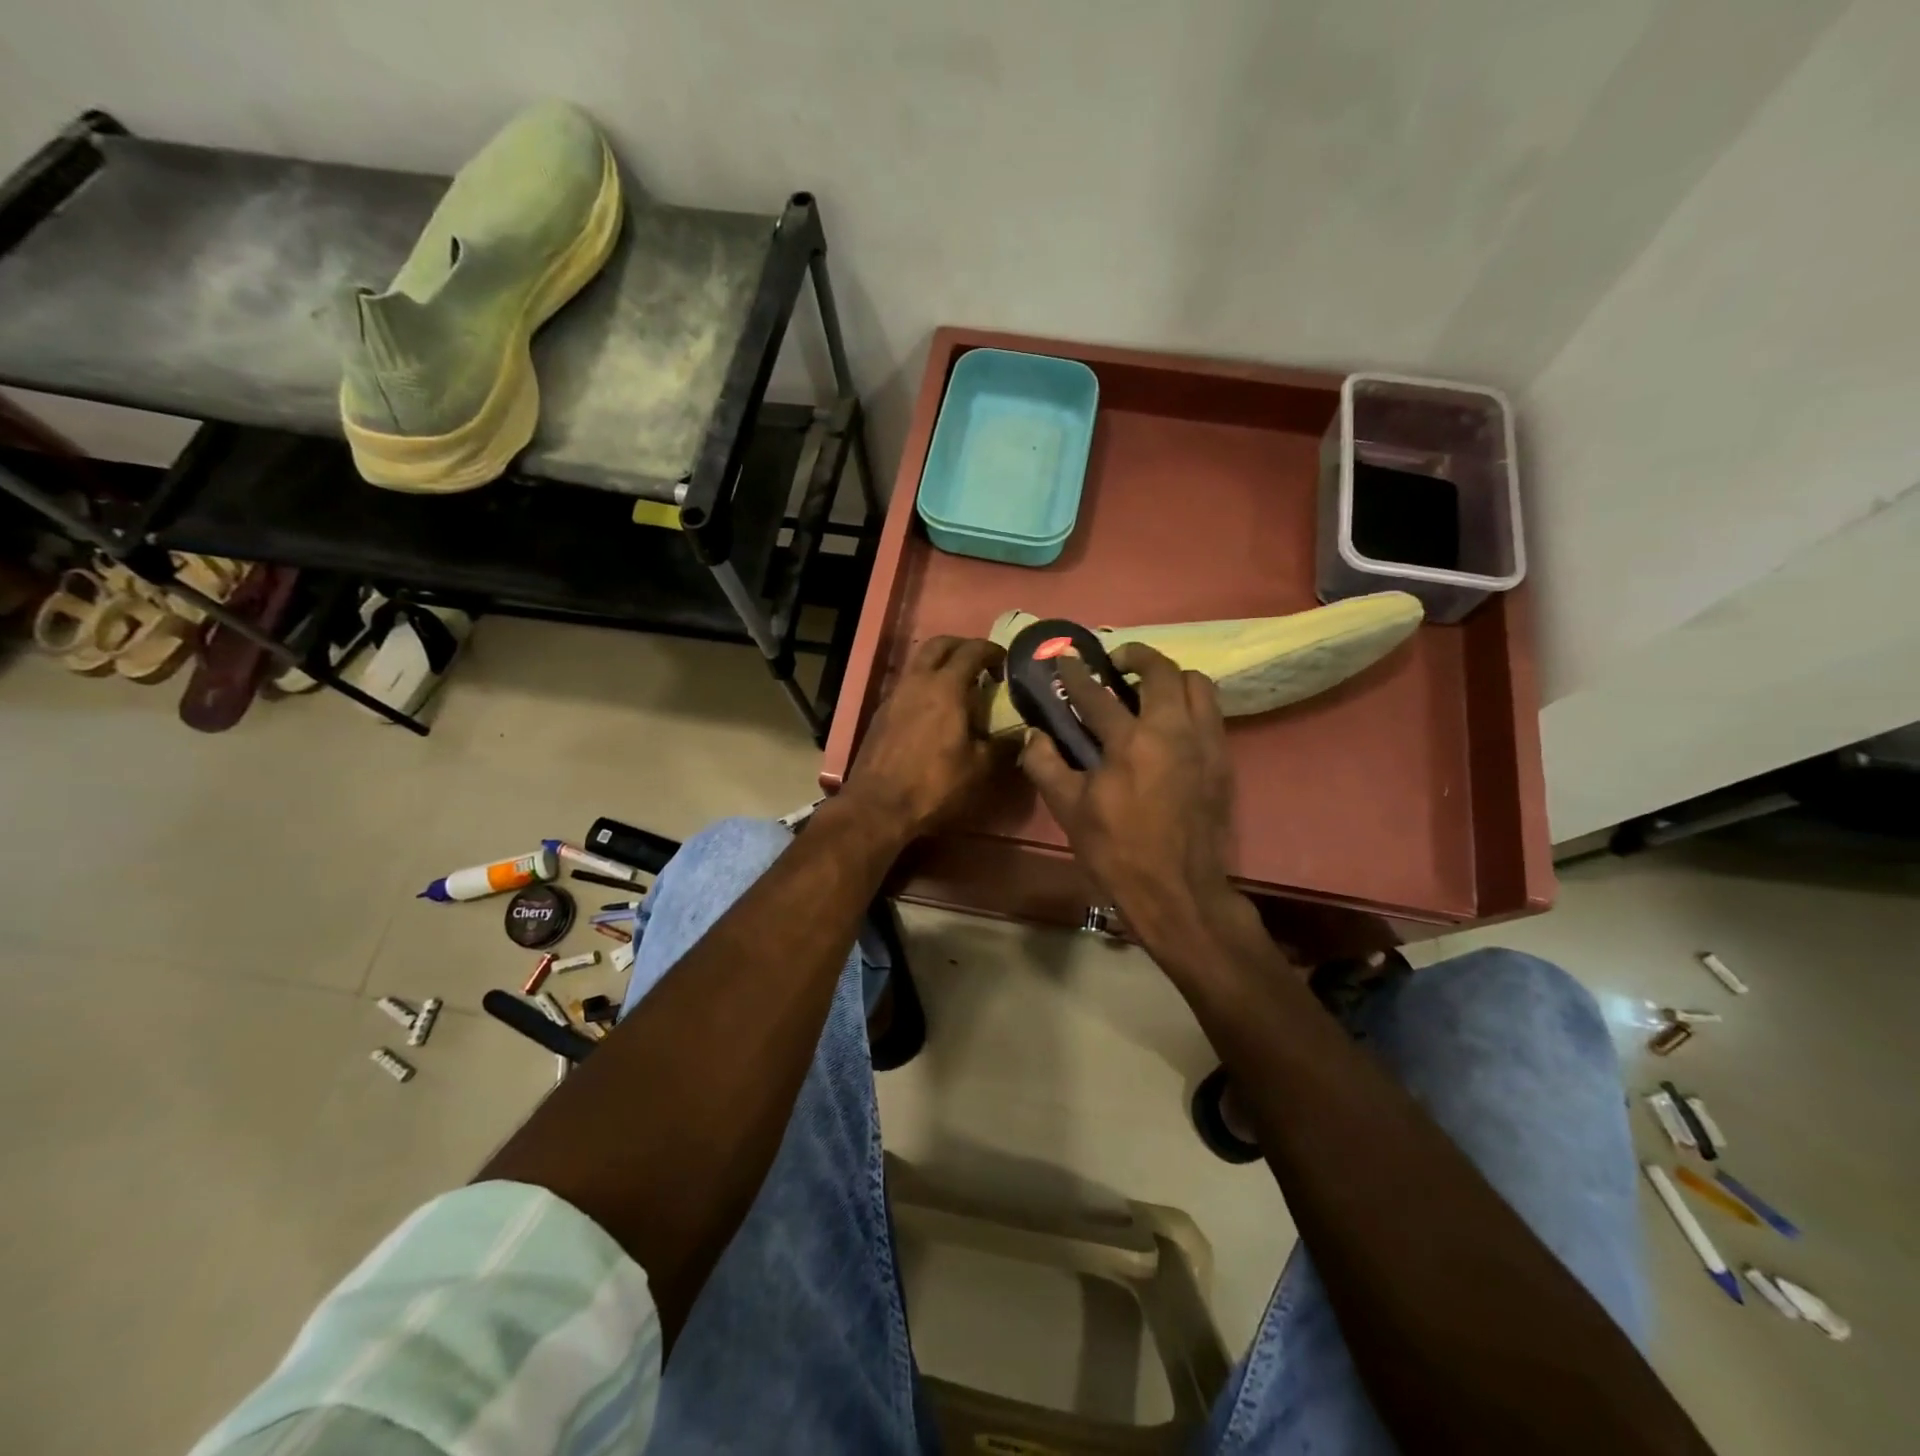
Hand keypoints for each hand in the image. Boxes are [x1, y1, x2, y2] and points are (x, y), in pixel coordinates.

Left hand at [843, 635, 1007, 841]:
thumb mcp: (978, 769)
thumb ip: (1003, 746)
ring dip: (941, 665)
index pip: (971, 651)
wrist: (877, 807)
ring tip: (960, 687)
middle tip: (981, 664)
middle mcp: (917, 682)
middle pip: (939, 645)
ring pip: (919, 663)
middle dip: (962, 646)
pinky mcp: (881, 713)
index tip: (1006, 661)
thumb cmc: (933, 785)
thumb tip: (1023, 735)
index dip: (992, 651)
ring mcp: (894, 696)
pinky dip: (925, 685)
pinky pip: (907, 685)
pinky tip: (935, 711)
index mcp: (945, 687)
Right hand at [1020, 644, 1243, 950]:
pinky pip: (1212, 712)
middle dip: (1136, 656)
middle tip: (1117, 663)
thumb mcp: (1069, 811)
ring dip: (1171, 676)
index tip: (1066, 657)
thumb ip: (1046, 765)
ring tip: (1150, 689)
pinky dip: (1191, 703)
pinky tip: (1173, 722)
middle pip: (1161, 671)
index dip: (1076, 672)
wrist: (1178, 891)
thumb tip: (1035, 734)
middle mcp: (1173, 730)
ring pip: (1198, 684)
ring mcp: (1205, 743)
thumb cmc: (1118, 852)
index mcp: (1130, 742)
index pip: (1097, 694)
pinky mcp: (1223, 760)